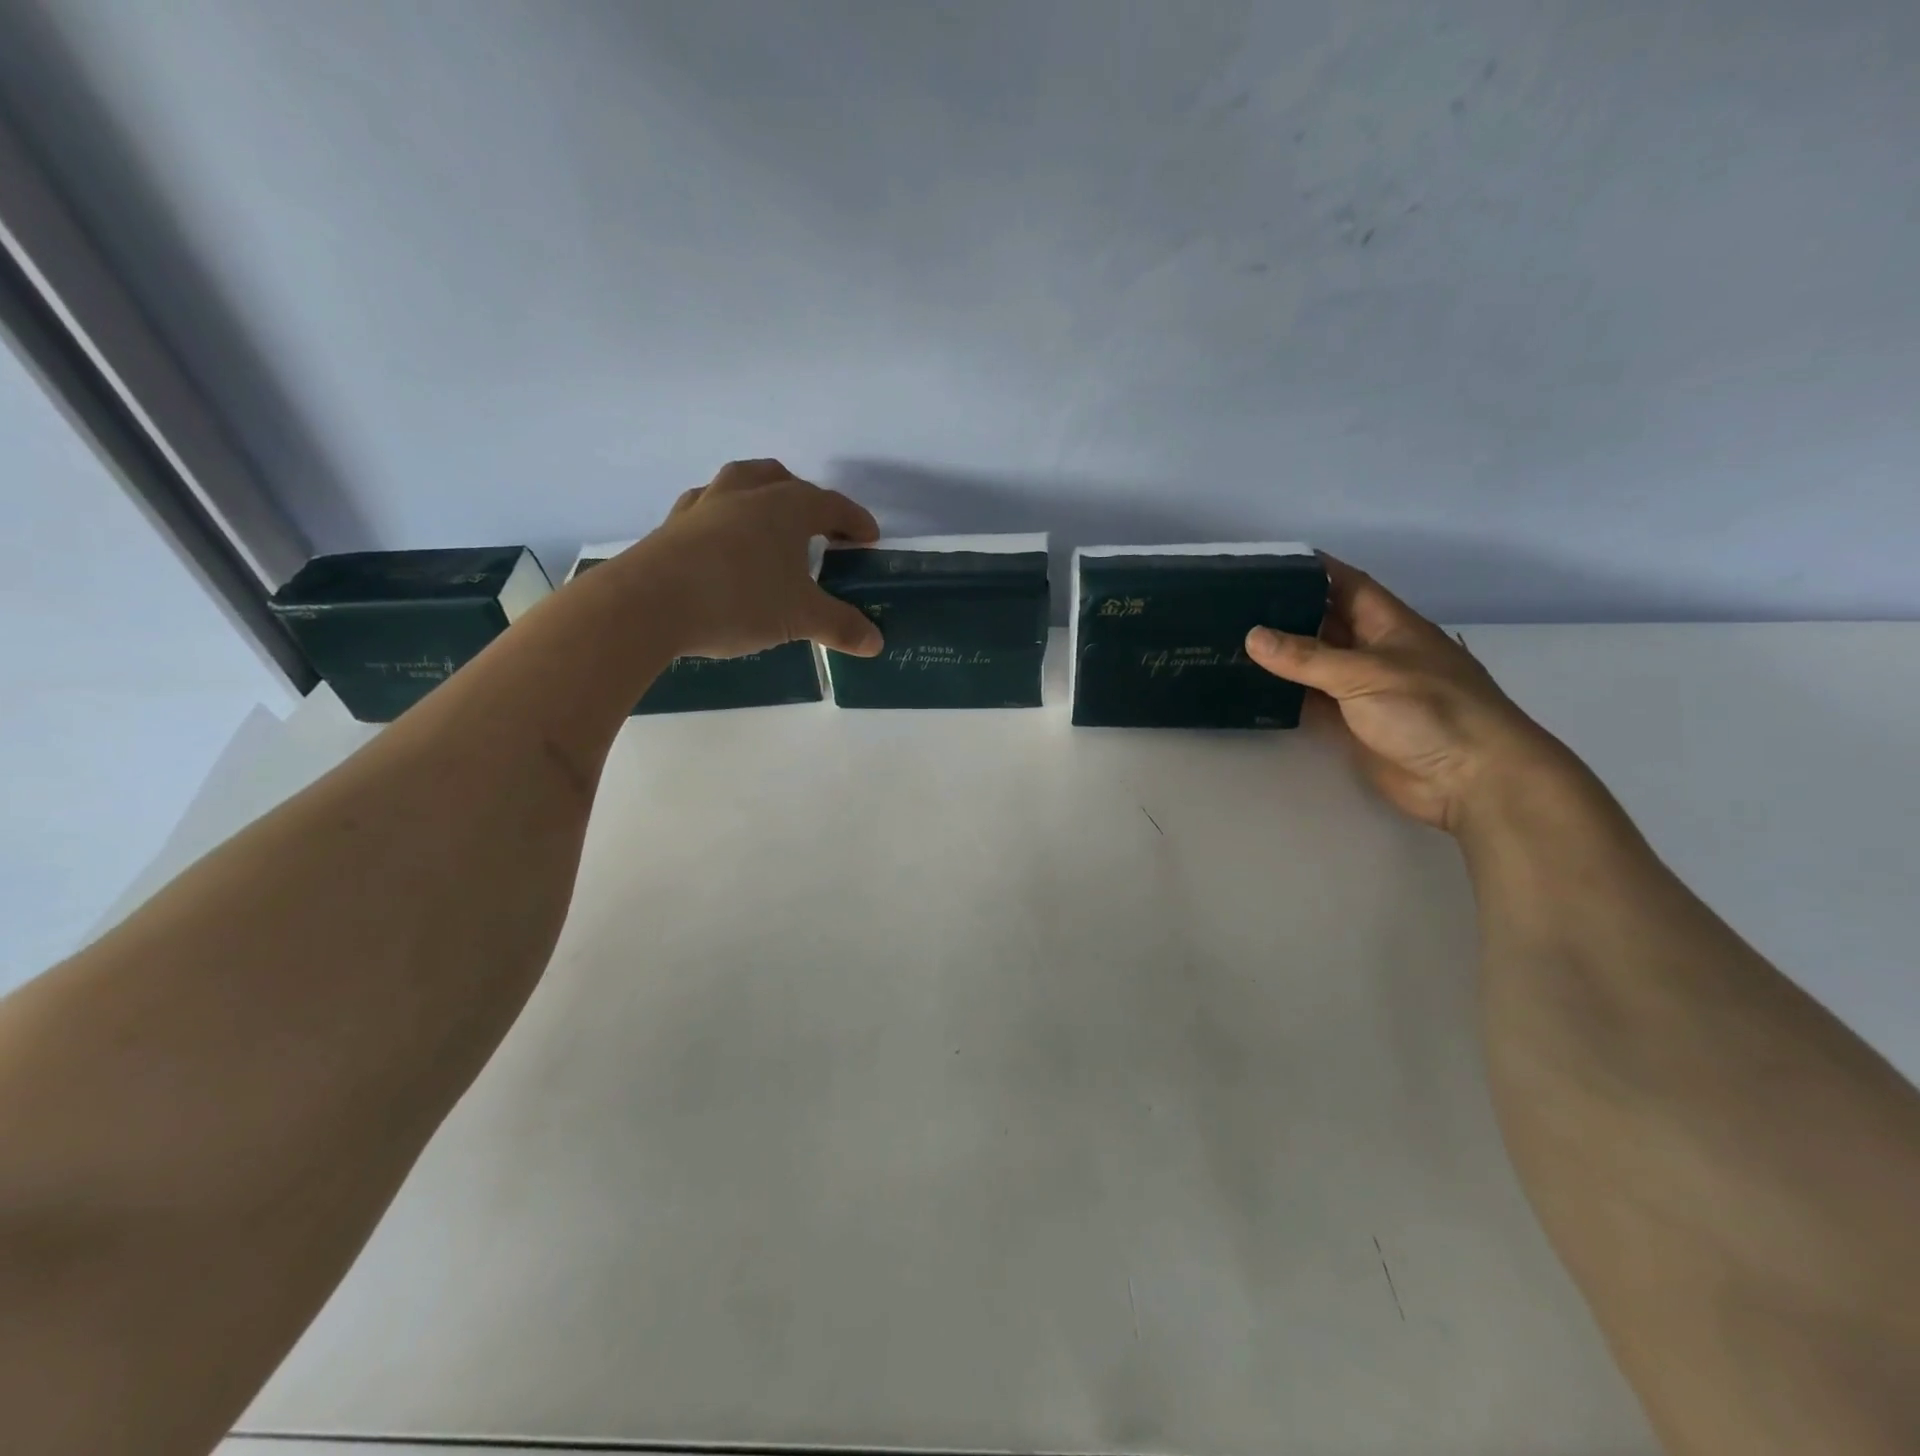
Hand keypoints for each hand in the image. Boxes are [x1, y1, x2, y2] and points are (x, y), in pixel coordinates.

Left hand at [630, 459, 884, 659]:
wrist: (649, 604)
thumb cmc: (739, 600)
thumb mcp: (800, 618)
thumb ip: (840, 626)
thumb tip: (876, 642)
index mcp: (786, 507)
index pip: (832, 505)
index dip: (855, 521)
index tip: (869, 538)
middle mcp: (747, 494)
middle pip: (783, 480)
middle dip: (807, 499)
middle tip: (819, 529)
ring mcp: (705, 505)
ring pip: (740, 482)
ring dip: (762, 495)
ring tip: (769, 523)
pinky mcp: (673, 525)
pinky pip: (707, 508)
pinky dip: (723, 517)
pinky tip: (721, 540)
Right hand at [1245, 556, 1576, 834]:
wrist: (1470, 780)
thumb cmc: (1430, 711)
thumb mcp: (1365, 674)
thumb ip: (1307, 657)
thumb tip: (1252, 636)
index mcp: (1389, 625)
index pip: (1347, 584)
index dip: (1313, 570)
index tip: (1268, 562)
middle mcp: (1374, 651)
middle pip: (1326, 622)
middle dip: (1286, 611)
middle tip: (1233, 604)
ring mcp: (1363, 689)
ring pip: (1314, 663)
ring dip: (1281, 655)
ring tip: (1231, 641)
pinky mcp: (1353, 723)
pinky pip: (1311, 700)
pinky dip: (1284, 693)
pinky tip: (1252, 686)